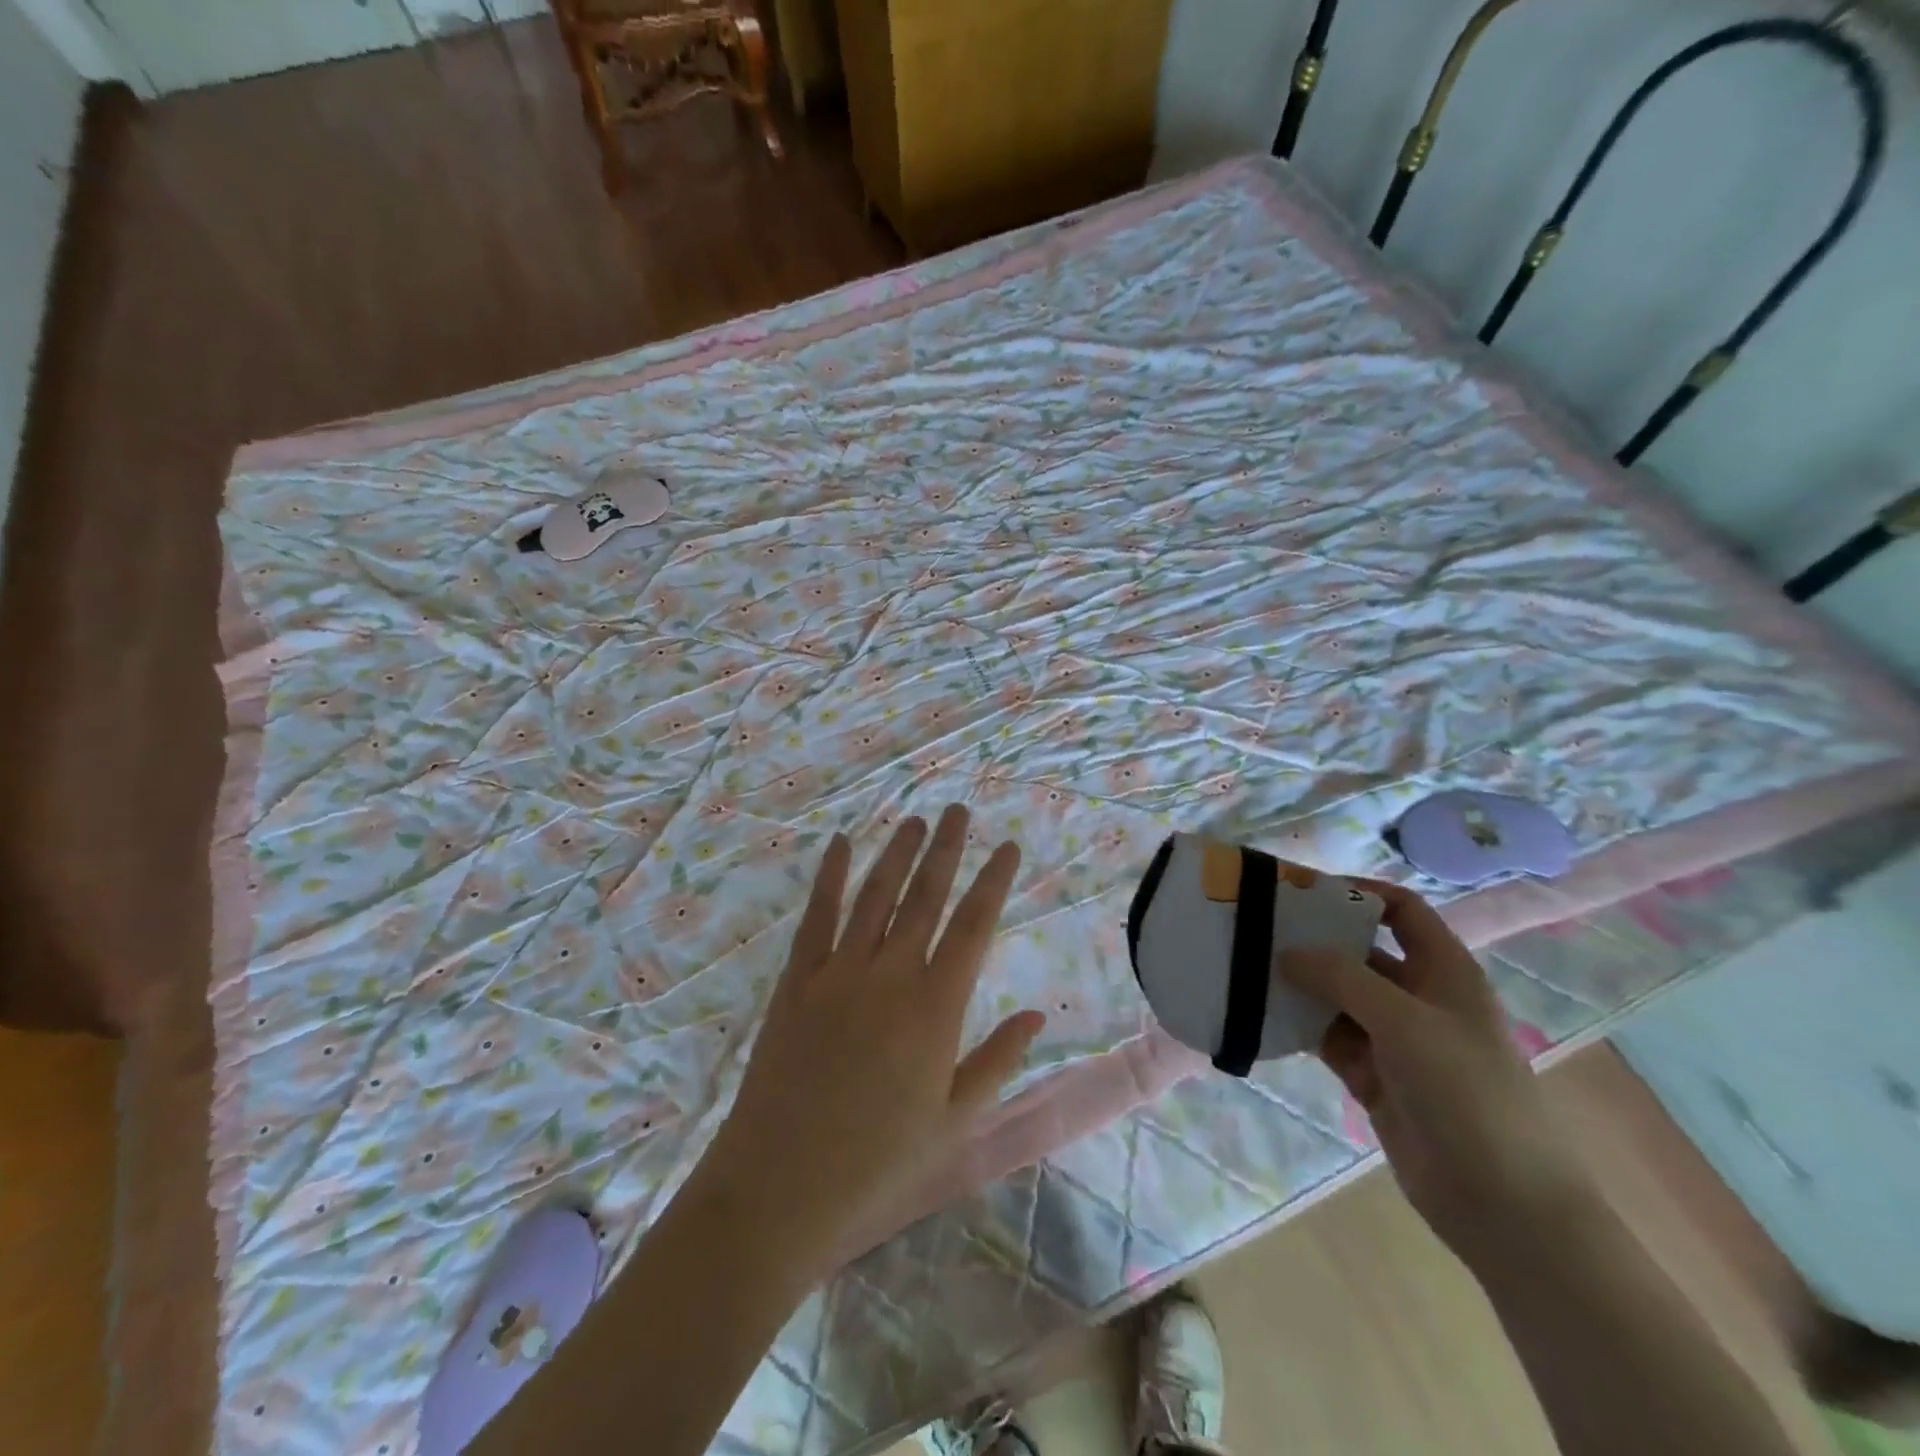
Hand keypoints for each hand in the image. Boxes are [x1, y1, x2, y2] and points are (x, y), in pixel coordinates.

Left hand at [703, 805, 1044, 1269]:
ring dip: (896, 853)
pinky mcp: (797, 981)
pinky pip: (817, 916)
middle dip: (945, 849)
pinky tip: (839, 844)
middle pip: (925, 896)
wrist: (780, 1188)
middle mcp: (890, 975)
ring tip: (913, 820)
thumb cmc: (878, 1165)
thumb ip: (997, 1062)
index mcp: (935, 1008)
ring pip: (875, 896)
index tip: (1006, 847)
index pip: (974, 926)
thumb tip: (1036, 1015)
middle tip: (956, 810)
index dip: (992, 881)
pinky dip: (830, 876)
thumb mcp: (954, 1125)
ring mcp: (839, 973)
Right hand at [1280, 882, 1593, 1263]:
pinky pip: (1328, 1037)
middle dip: (1315, 939)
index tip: (1301, 890)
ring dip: (1300, 984)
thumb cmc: (1467, 1094)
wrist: (1502, 1203)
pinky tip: (1262, 1015)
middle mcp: (1418, 997)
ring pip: (1338, 995)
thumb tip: (1288, 951)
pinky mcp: (1373, 1075)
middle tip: (1258, 928)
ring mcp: (1394, 1039)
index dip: (1357, 893)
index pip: (1400, 910)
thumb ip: (1343, 978)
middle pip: (1360, 951)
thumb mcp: (1405, 1023)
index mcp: (1444, 971)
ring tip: (1247, 968)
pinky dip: (1300, 1025)